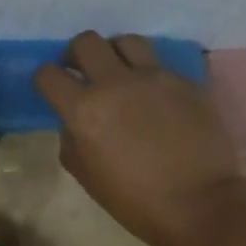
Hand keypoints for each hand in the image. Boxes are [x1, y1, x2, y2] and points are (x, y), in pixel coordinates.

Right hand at [34, 32, 244, 245]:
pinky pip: (159, 64)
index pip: (49, 75)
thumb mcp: (87, 177)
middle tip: (82, 72)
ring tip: (121, 73)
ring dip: (115, 54)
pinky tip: (155, 97)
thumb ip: (71, 141)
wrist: (199, 205)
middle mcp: (115, 83)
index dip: (45, 79)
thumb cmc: (135, 202)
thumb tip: (73, 122)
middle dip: (77, 54)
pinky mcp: (185, 81)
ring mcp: (154, 77)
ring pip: (126, 41)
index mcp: (84, 110)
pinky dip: (148, 74)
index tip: (52, 89)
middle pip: (86, 42)